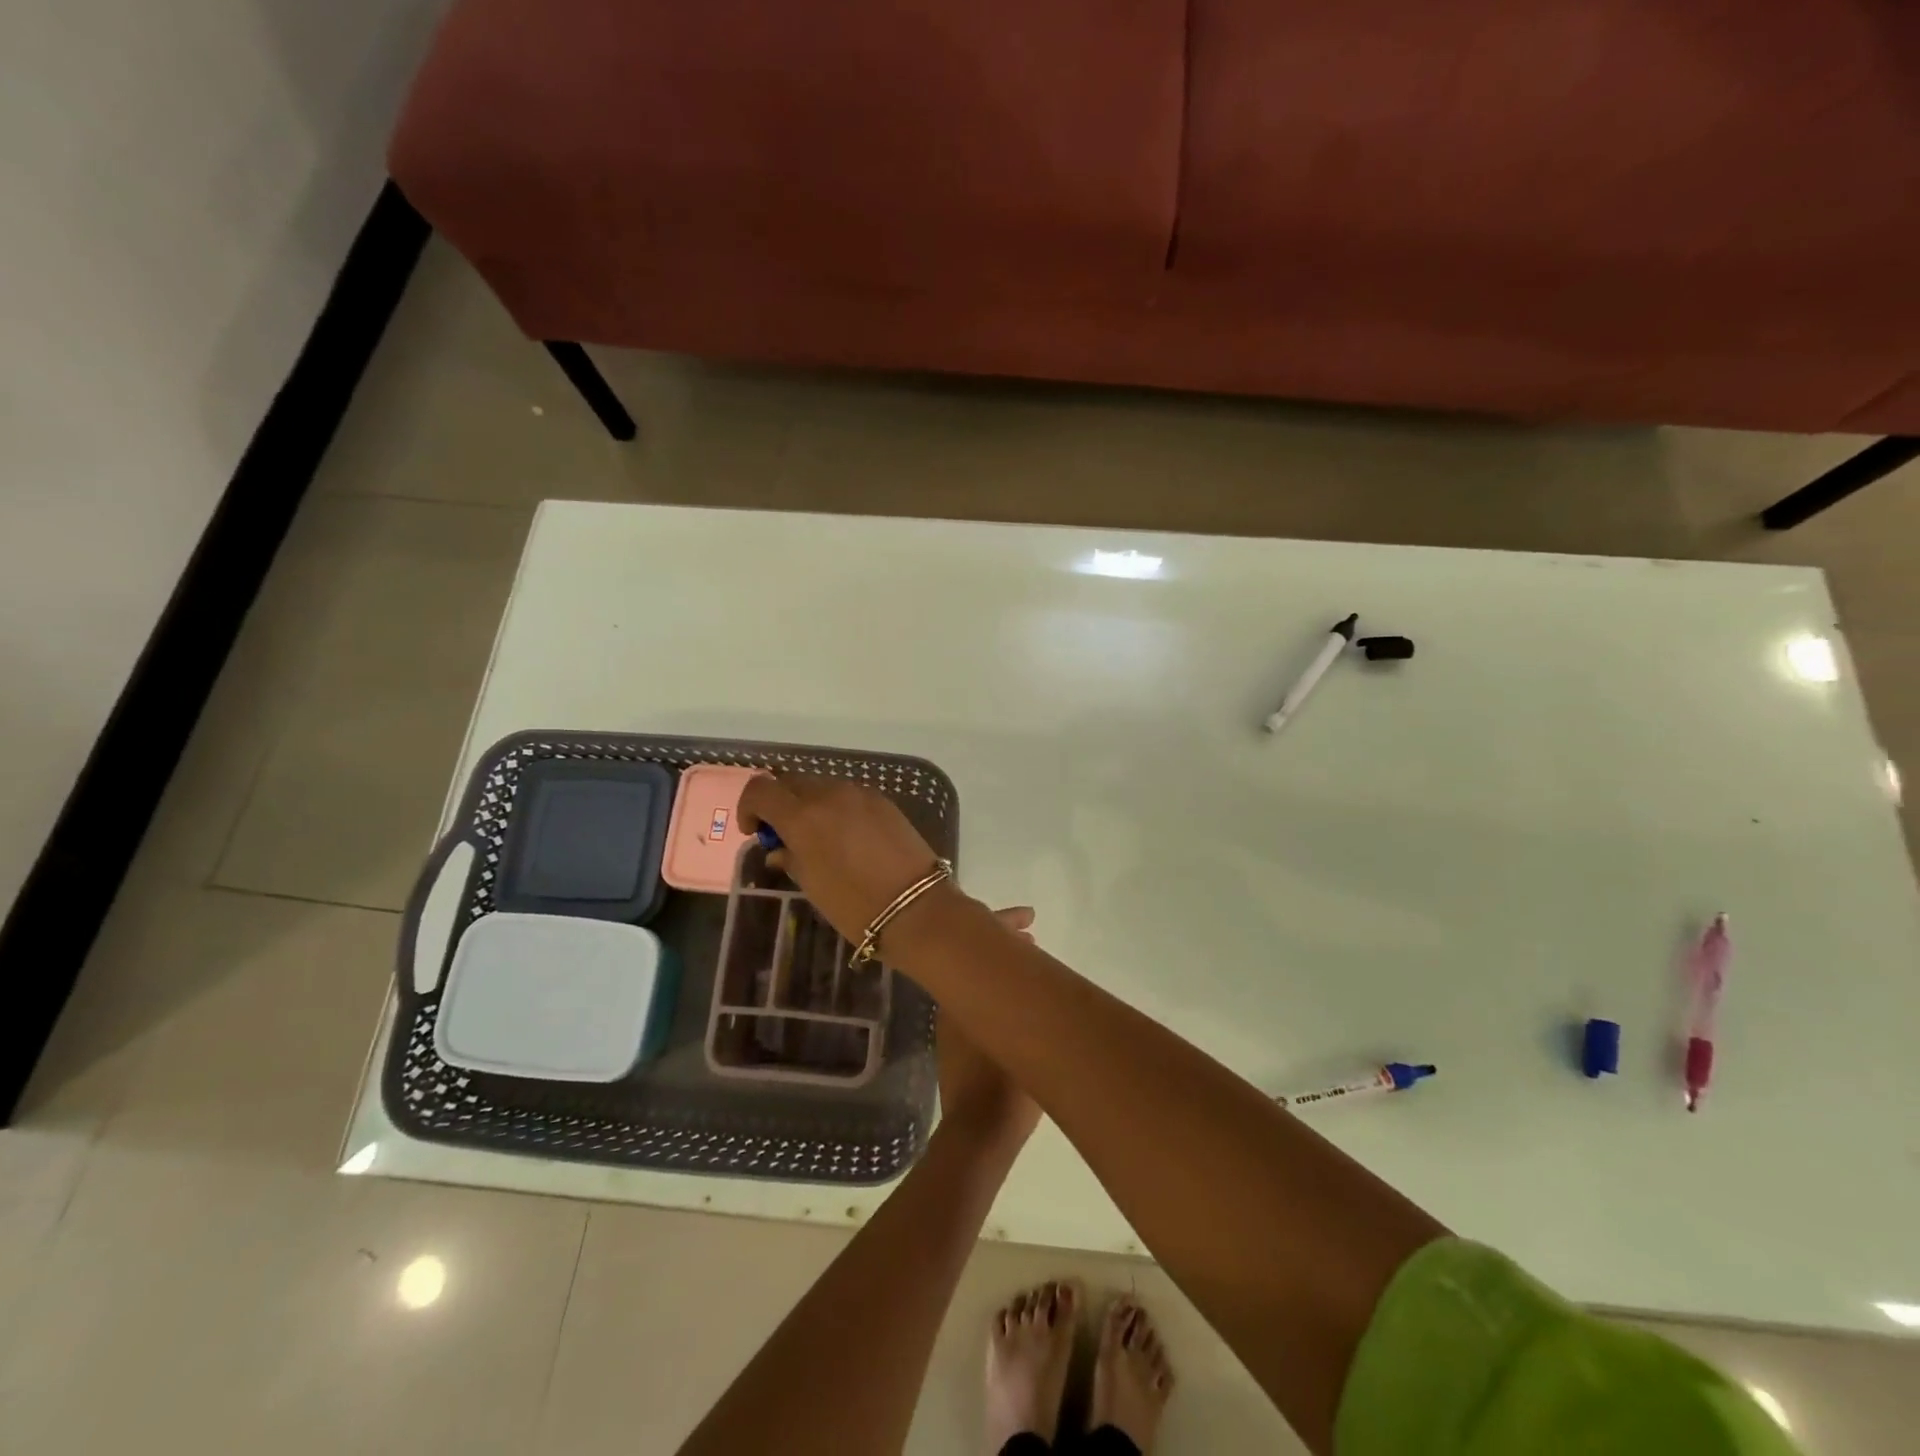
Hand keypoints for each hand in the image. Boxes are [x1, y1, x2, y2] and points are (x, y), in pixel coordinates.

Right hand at [737, 774, 964, 949]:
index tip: (754, 832)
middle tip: (783, 835)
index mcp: (803, 816)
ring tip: (816, 838)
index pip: (761, 789)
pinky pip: (848, 795)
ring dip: (809, 804)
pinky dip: (836, 808)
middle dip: (780, 803)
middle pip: (791, 782)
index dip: (749, 807)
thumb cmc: (854, 905)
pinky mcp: (883, 801)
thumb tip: (779, 848)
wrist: (916, 908)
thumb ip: (790, 858)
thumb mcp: (812, 885)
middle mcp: (829, 794)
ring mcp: (860, 794)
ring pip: (821, 786)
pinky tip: (846, 837)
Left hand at [937, 907, 1041, 1152]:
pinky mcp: (954, 1042)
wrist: (977, 1133)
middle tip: (1032, 934)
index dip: (1004, 922)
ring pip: (973, 976)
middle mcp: (951, 999)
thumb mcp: (1032, 1042)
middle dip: (1002, 940)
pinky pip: (973, 997)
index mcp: (964, 991)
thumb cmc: (1006, 1087)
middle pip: (973, 956)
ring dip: (998, 964)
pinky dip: (992, 986)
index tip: (1030, 918)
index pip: (979, 941)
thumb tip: (1051, 980)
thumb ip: (1038, 1006)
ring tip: (1029, 959)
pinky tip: (1015, 997)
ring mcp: (950, 1021)